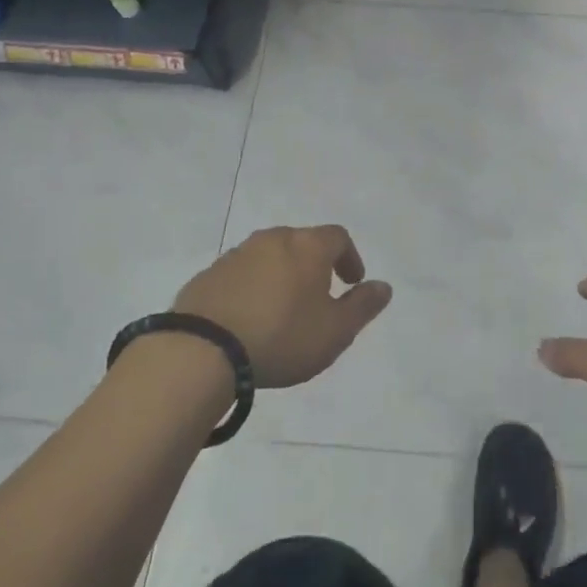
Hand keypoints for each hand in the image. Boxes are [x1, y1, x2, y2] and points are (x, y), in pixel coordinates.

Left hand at [174, 225, 391, 388]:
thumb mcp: (334, 331)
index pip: (338, 237)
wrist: (202, 350)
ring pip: (269, 257)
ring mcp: (237, 254)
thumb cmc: (281, 337)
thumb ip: (362, 307)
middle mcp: (274, 239)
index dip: (349, 257)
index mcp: (308, 246)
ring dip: (280, 276)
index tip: (352, 282)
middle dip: (314, 265)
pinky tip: (248, 319)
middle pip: (302, 243)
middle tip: (317, 296)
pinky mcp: (208, 275)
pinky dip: (251, 288)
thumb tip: (384, 286)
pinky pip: (240, 275)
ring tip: (281, 311)